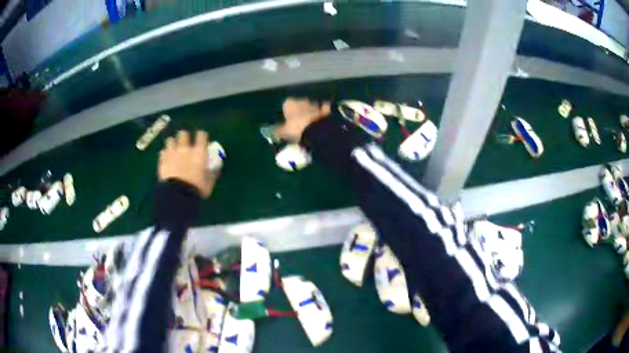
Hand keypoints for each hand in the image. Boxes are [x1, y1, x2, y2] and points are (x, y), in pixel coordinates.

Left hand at [159, 130, 218, 197]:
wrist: (177, 196)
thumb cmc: (196, 190)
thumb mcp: (208, 183)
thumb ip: (212, 173)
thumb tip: (216, 168)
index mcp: (199, 153)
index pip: (201, 135)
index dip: (201, 135)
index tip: (201, 137)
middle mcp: (186, 149)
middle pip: (183, 134)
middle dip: (184, 136)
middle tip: (184, 141)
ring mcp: (172, 153)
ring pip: (171, 140)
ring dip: (173, 143)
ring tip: (173, 147)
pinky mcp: (163, 160)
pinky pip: (162, 151)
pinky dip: (164, 153)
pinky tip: (166, 157)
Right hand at [275, 98, 330, 141]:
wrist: (318, 131)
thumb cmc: (297, 130)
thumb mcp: (284, 132)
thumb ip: (279, 130)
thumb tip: (275, 131)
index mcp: (290, 103)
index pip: (286, 105)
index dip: (287, 113)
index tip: (288, 121)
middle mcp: (302, 100)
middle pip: (300, 105)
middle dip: (300, 112)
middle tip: (300, 124)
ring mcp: (315, 103)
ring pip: (311, 107)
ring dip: (311, 113)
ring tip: (312, 126)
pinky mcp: (326, 109)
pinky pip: (324, 110)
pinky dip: (323, 114)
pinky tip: (323, 122)